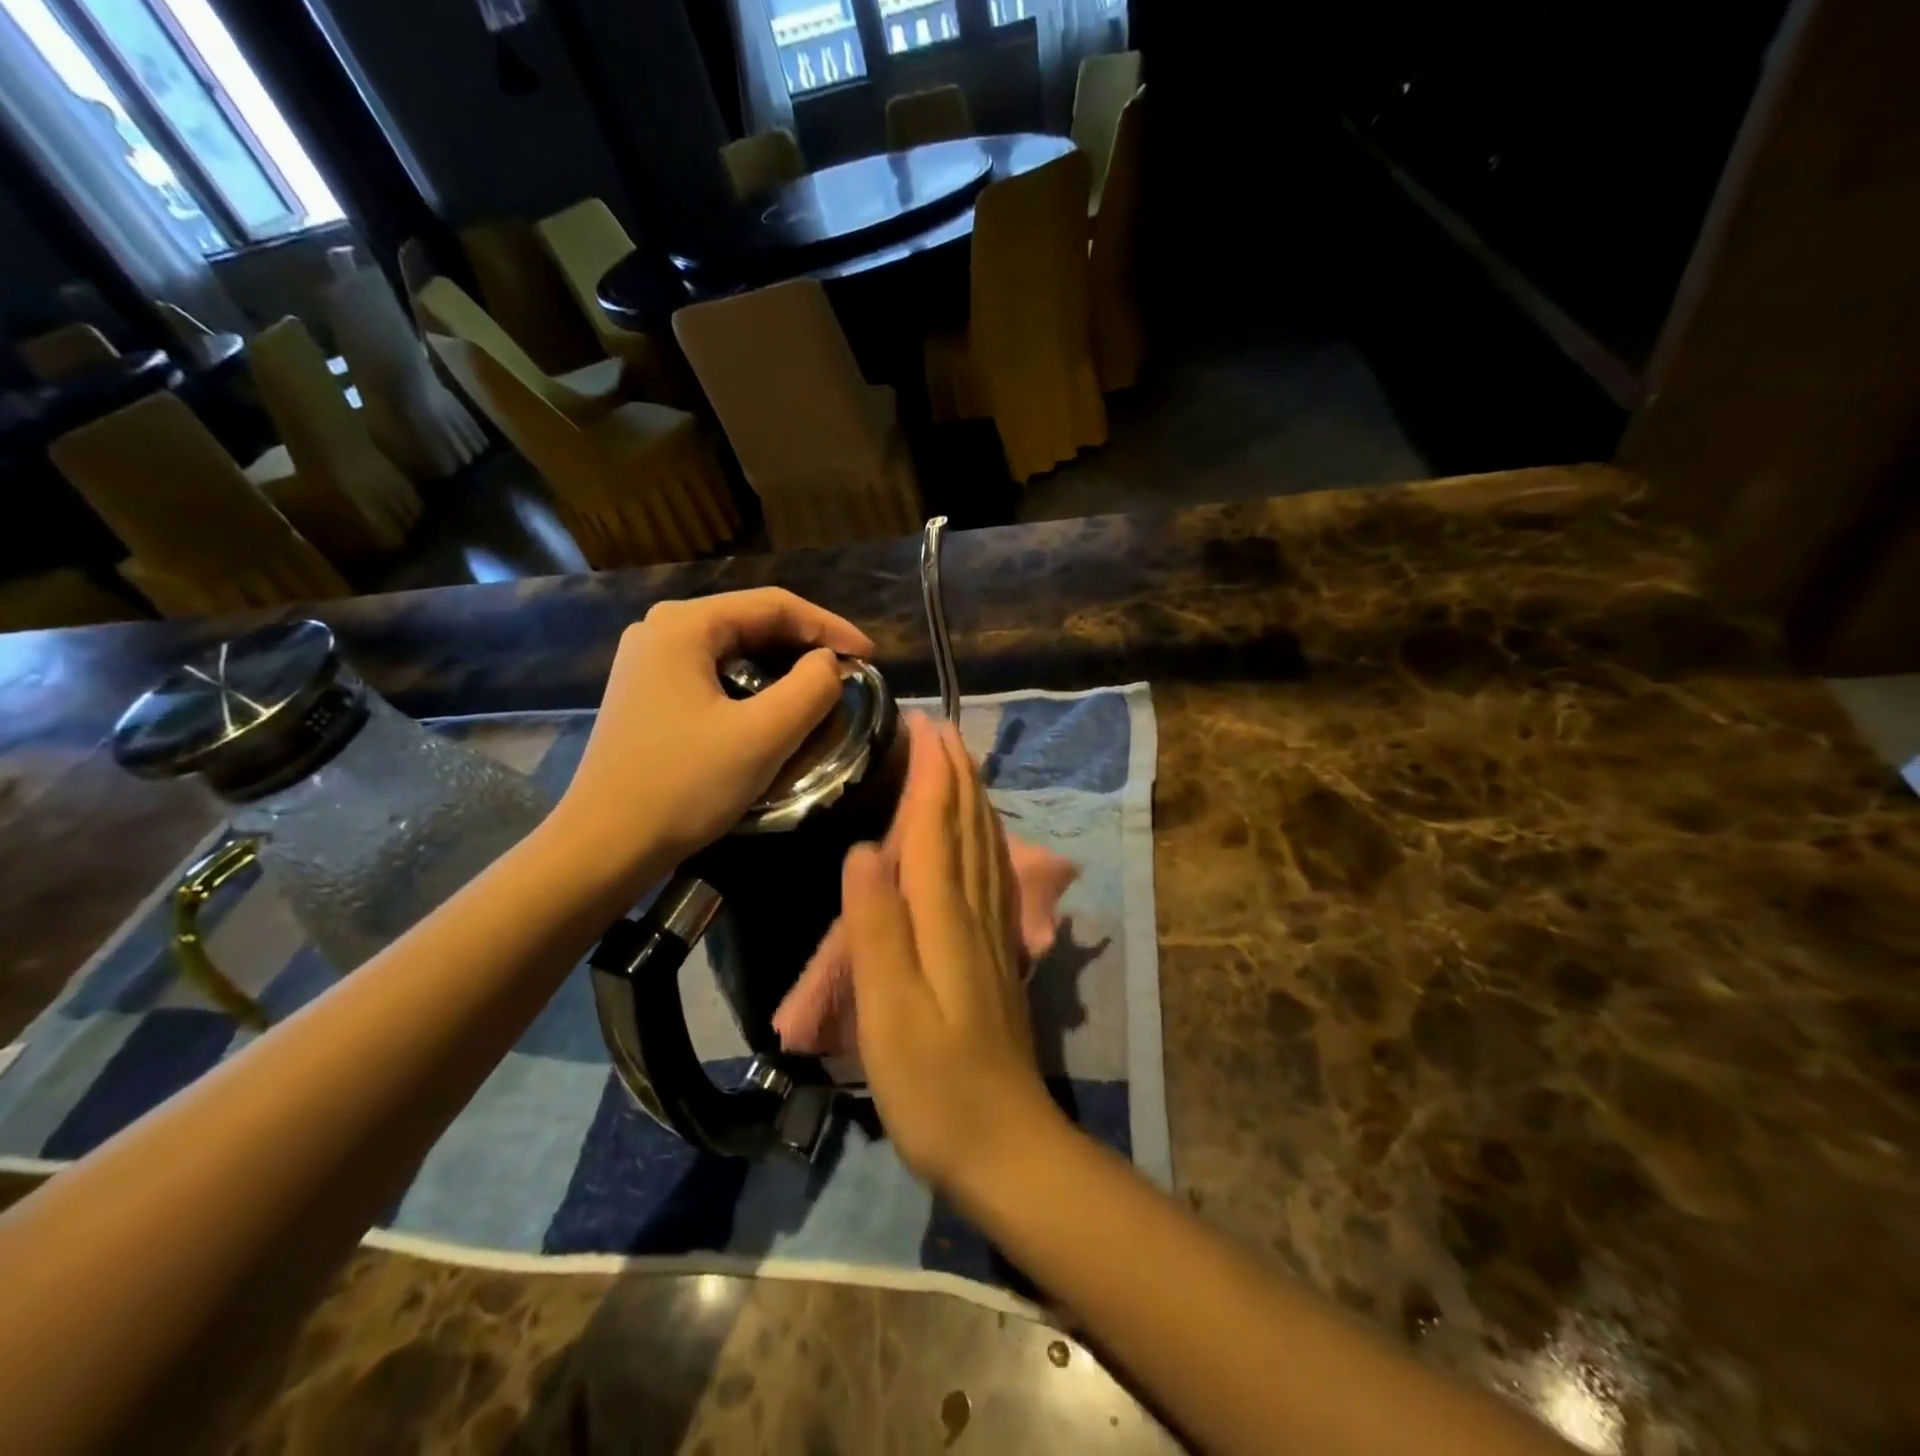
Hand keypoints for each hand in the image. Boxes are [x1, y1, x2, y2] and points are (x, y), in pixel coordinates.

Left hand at [554, 589, 872, 886]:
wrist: (604, 846)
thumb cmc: (683, 786)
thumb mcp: (762, 736)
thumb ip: (811, 689)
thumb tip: (828, 664)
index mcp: (684, 626)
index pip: (774, 605)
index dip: (830, 627)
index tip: (870, 658)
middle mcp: (661, 630)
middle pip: (752, 622)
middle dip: (807, 645)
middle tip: (850, 673)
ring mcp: (650, 662)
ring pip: (735, 649)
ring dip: (783, 666)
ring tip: (822, 690)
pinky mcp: (649, 693)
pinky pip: (716, 674)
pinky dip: (755, 685)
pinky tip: (776, 708)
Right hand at [842, 714, 1065, 1191]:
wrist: (1005, 1144)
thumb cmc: (934, 1084)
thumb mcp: (888, 1010)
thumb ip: (875, 927)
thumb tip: (862, 848)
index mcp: (945, 917)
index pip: (938, 826)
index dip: (933, 773)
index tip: (924, 725)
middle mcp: (975, 912)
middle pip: (969, 827)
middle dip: (956, 774)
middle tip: (942, 730)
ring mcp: (992, 934)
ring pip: (986, 847)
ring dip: (973, 800)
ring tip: (962, 766)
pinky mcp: (997, 956)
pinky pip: (992, 877)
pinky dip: (985, 841)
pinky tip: (982, 840)